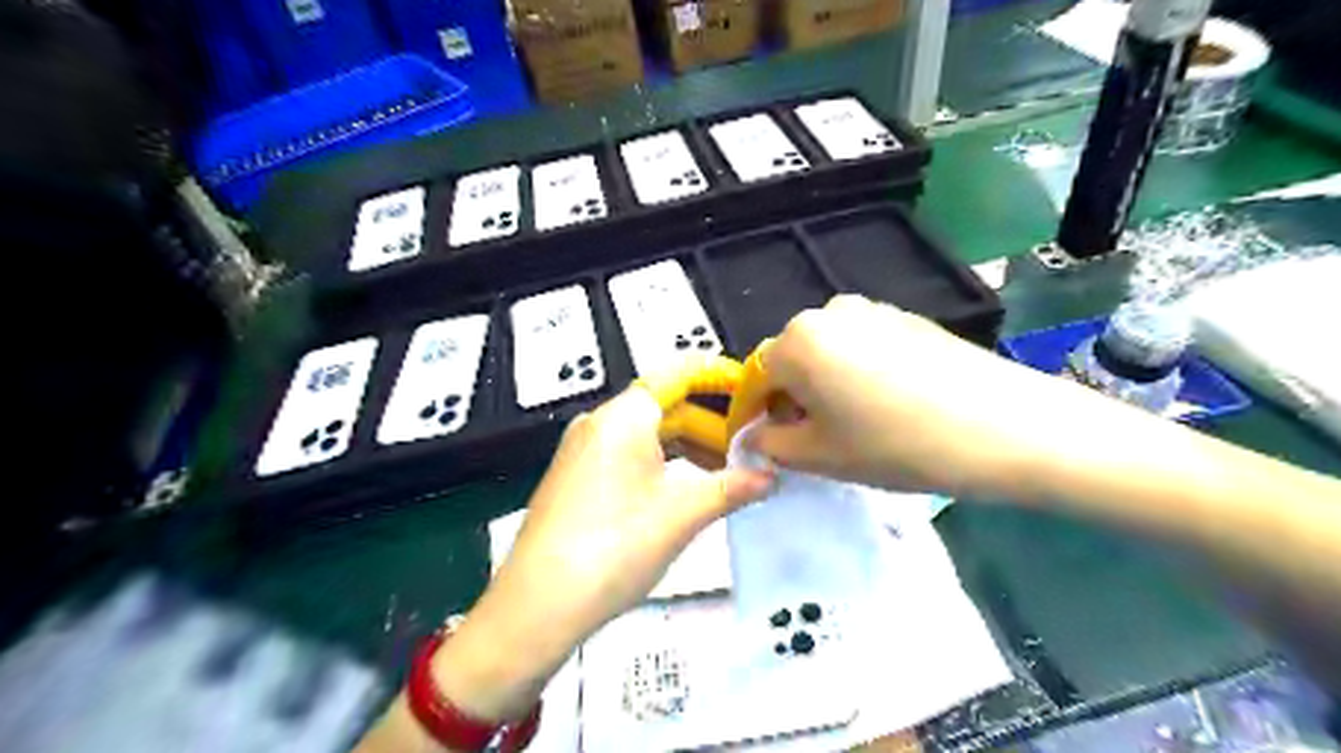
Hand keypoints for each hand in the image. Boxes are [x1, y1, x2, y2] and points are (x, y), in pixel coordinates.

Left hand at [423, 389, 770, 721]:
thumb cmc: (616, 547)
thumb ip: (732, 488)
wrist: (537, 605)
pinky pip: (626, 454)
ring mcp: (582, 450)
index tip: (753, 388)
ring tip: (724, 472)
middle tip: (750, 446)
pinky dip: (661, 463)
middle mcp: (599, 422)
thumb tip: (771, 476)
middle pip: (665, 405)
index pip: (678, 373)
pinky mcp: (574, 478)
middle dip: (709, 423)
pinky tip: (681, 490)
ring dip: (687, 446)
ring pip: (646, 433)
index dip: (717, 375)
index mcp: (624, 416)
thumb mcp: (682, 516)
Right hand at [750, 294, 1093, 499]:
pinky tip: (888, 405)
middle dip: (791, 399)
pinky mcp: (908, 317)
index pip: (755, 378)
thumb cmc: (895, 445)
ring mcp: (872, 309)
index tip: (764, 446)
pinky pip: (862, 346)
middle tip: (813, 440)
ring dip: (825, 386)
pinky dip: (857, 374)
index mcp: (797, 340)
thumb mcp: (819, 457)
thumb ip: (771, 445)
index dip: (754, 415)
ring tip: (853, 425)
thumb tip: (755, 437)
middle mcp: (828, 312)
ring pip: (828, 353)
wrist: (1003, 426)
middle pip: (792, 360)